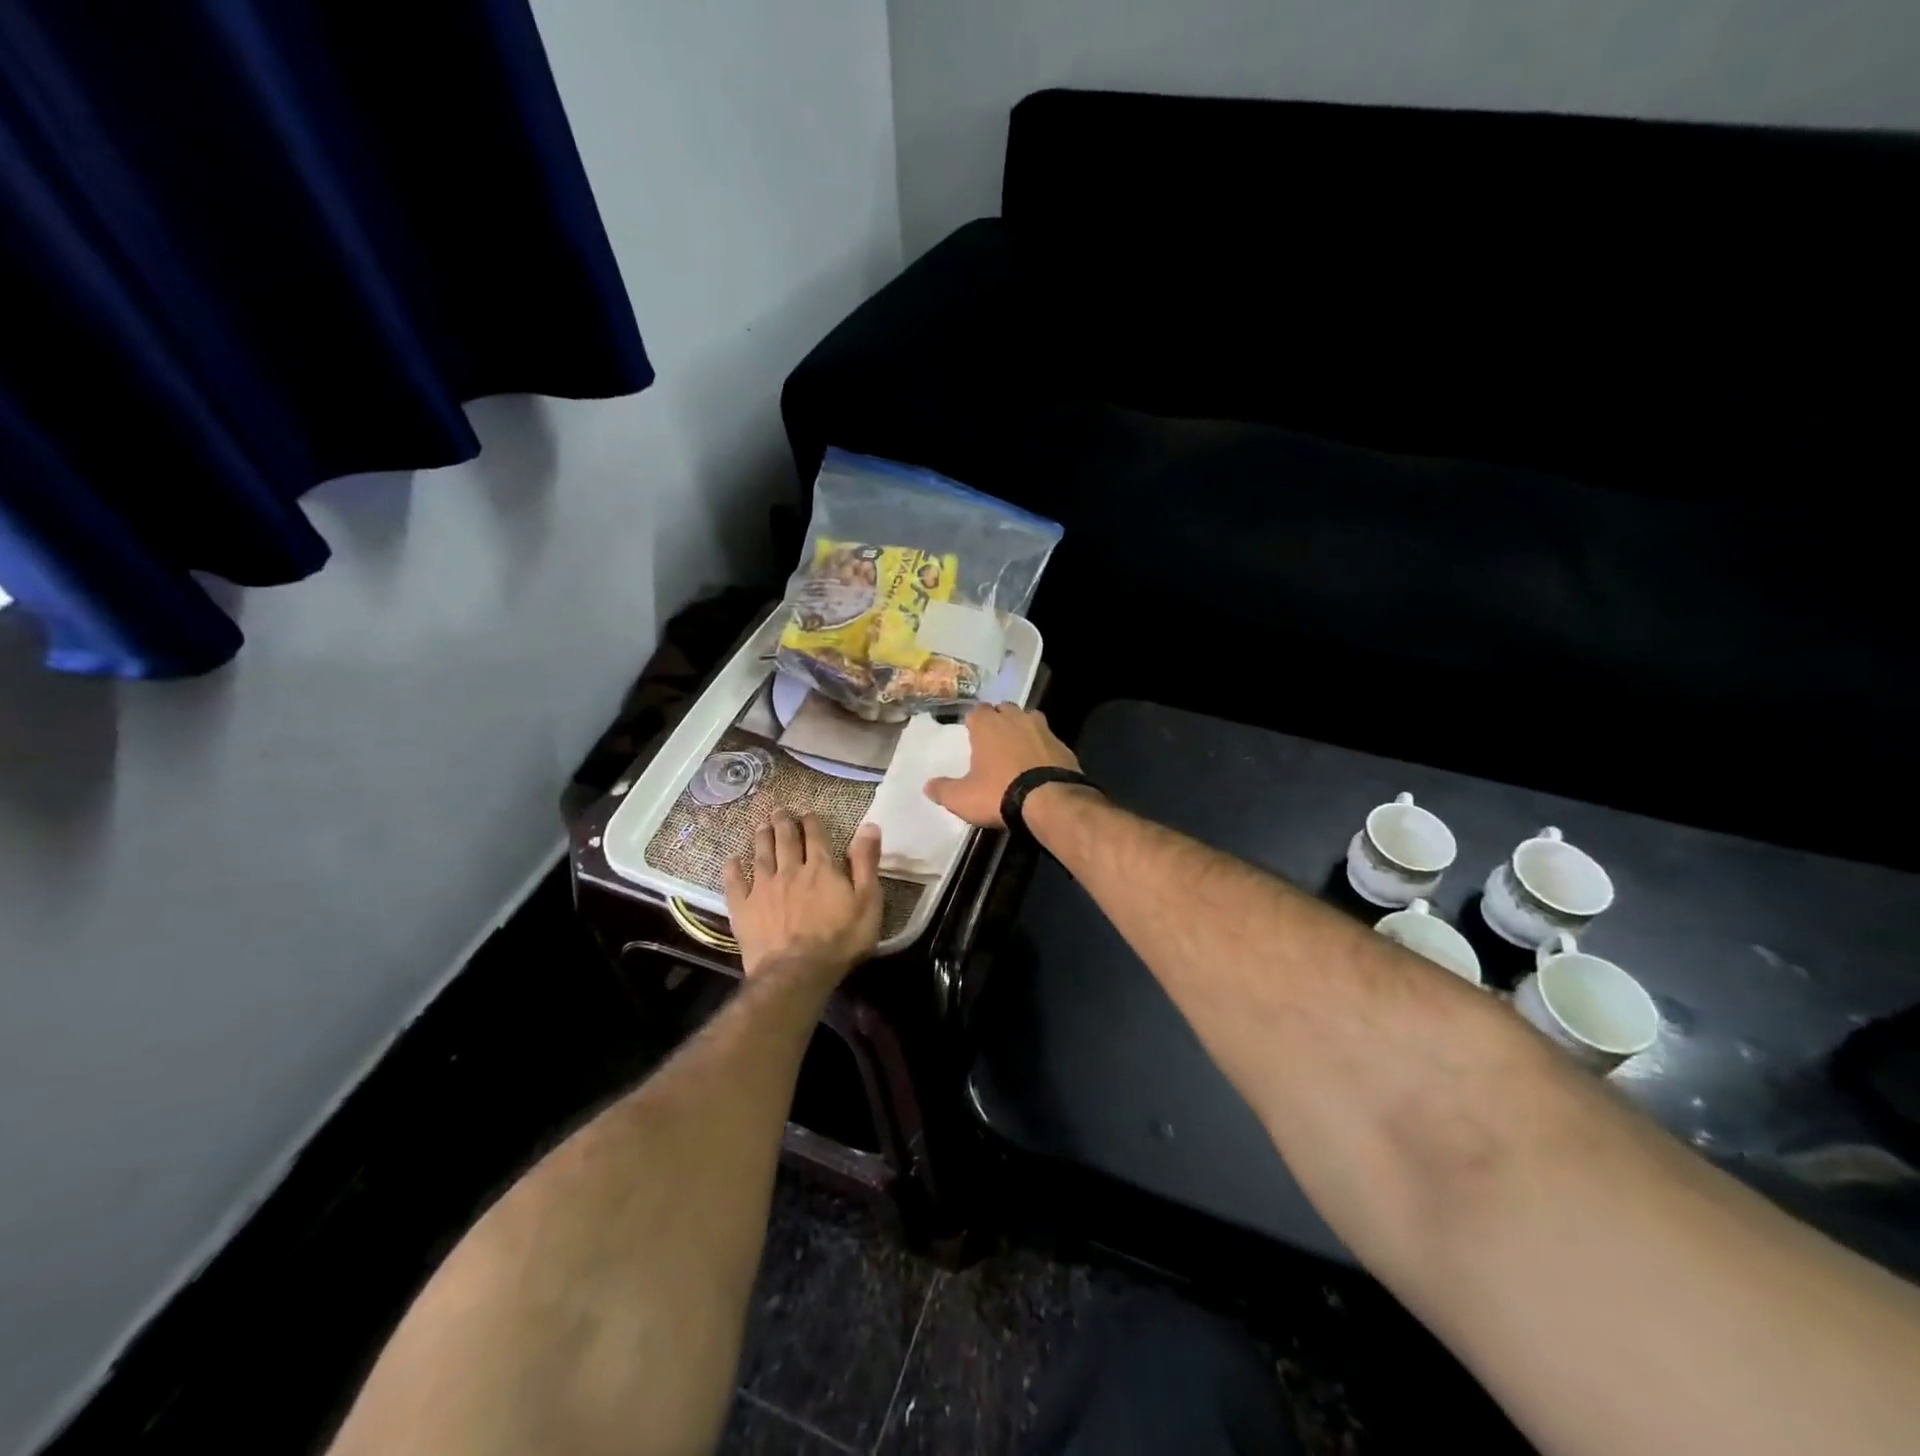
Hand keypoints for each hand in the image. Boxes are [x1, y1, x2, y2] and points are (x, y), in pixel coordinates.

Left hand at [724, 811, 882, 980]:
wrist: (797, 972)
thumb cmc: (840, 940)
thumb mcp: (868, 902)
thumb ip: (866, 863)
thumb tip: (869, 826)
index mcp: (821, 868)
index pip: (816, 836)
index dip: (812, 822)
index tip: (808, 812)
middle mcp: (790, 870)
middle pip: (785, 839)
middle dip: (783, 822)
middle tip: (779, 810)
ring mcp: (763, 889)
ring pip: (761, 855)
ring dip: (761, 837)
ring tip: (761, 825)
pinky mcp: (744, 909)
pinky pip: (735, 884)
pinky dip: (733, 869)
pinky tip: (732, 859)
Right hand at [924, 704, 1079, 827]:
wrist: (1050, 802)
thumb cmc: (998, 793)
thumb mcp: (962, 798)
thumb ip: (943, 790)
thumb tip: (928, 786)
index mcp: (988, 724)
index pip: (977, 711)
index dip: (974, 722)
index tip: (972, 735)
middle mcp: (1016, 718)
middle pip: (1004, 710)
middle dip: (999, 720)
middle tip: (994, 742)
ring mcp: (1043, 729)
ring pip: (1029, 719)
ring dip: (1023, 729)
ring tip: (1018, 750)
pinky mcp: (1064, 745)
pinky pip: (1048, 740)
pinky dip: (1042, 748)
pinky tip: (1039, 765)